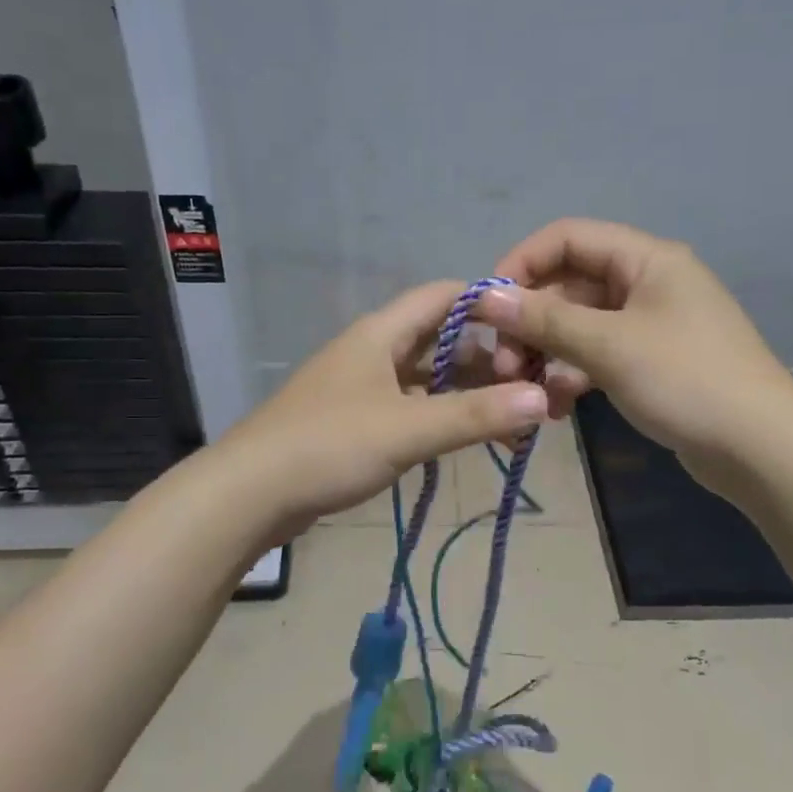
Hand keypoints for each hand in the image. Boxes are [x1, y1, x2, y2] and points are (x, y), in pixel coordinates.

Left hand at [220, 280, 548, 532]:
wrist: (249, 494)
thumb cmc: (328, 446)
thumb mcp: (407, 430)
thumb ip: (475, 416)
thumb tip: (543, 399)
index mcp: (382, 333)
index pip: (444, 296)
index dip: (489, 304)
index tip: (532, 328)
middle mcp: (374, 351)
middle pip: (441, 340)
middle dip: (488, 360)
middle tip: (533, 388)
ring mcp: (362, 387)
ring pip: (428, 378)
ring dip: (467, 394)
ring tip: (513, 420)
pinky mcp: (356, 421)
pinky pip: (411, 407)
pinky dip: (442, 417)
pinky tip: (468, 439)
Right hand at [478, 219, 792, 479]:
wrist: (760, 449)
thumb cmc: (686, 381)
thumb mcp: (609, 346)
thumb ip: (544, 319)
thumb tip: (484, 298)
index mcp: (646, 259)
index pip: (567, 238)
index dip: (522, 265)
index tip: (487, 306)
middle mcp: (647, 283)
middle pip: (569, 286)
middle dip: (530, 323)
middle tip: (504, 366)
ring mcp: (650, 325)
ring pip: (579, 326)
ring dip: (547, 355)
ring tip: (527, 392)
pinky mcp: (650, 363)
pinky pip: (597, 356)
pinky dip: (573, 376)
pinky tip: (556, 408)